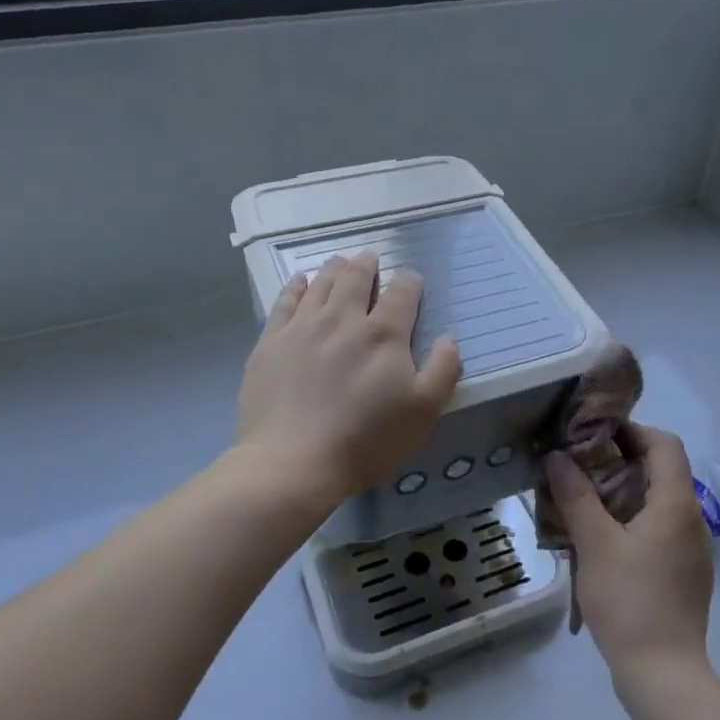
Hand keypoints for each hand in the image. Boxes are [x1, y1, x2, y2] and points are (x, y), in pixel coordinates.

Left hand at [235, 251, 463, 506]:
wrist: (293, 462)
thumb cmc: (366, 440)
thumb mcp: (423, 412)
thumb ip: (443, 370)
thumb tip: (448, 338)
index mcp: (384, 334)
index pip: (402, 294)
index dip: (410, 283)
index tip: (412, 281)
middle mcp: (343, 319)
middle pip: (357, 278)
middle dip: (368, 265)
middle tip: (371, 257)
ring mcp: (303, 327)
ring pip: (321, 284)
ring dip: (335, 268)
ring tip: (341, 261)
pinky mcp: (271, 342)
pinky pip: (285, 301)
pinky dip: (296, 286)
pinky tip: (301, 281)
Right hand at [544, 424, 712, 684]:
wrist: (663, 674)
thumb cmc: (630, 601)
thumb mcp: (595, 544)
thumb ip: (576, 495)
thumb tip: (557, 456)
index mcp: (676, 504)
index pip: (664, 444)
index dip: (631, 430)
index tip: (593, 436)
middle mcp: (692, 519)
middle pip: (662, 470)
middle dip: (620, 461)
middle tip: (579, 466)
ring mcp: (692, 549)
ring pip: (659, 501)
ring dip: (624, 491)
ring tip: (583, 499)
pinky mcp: (684, 572)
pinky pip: (659, 529)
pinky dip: (632, 519)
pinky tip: (602, 538)